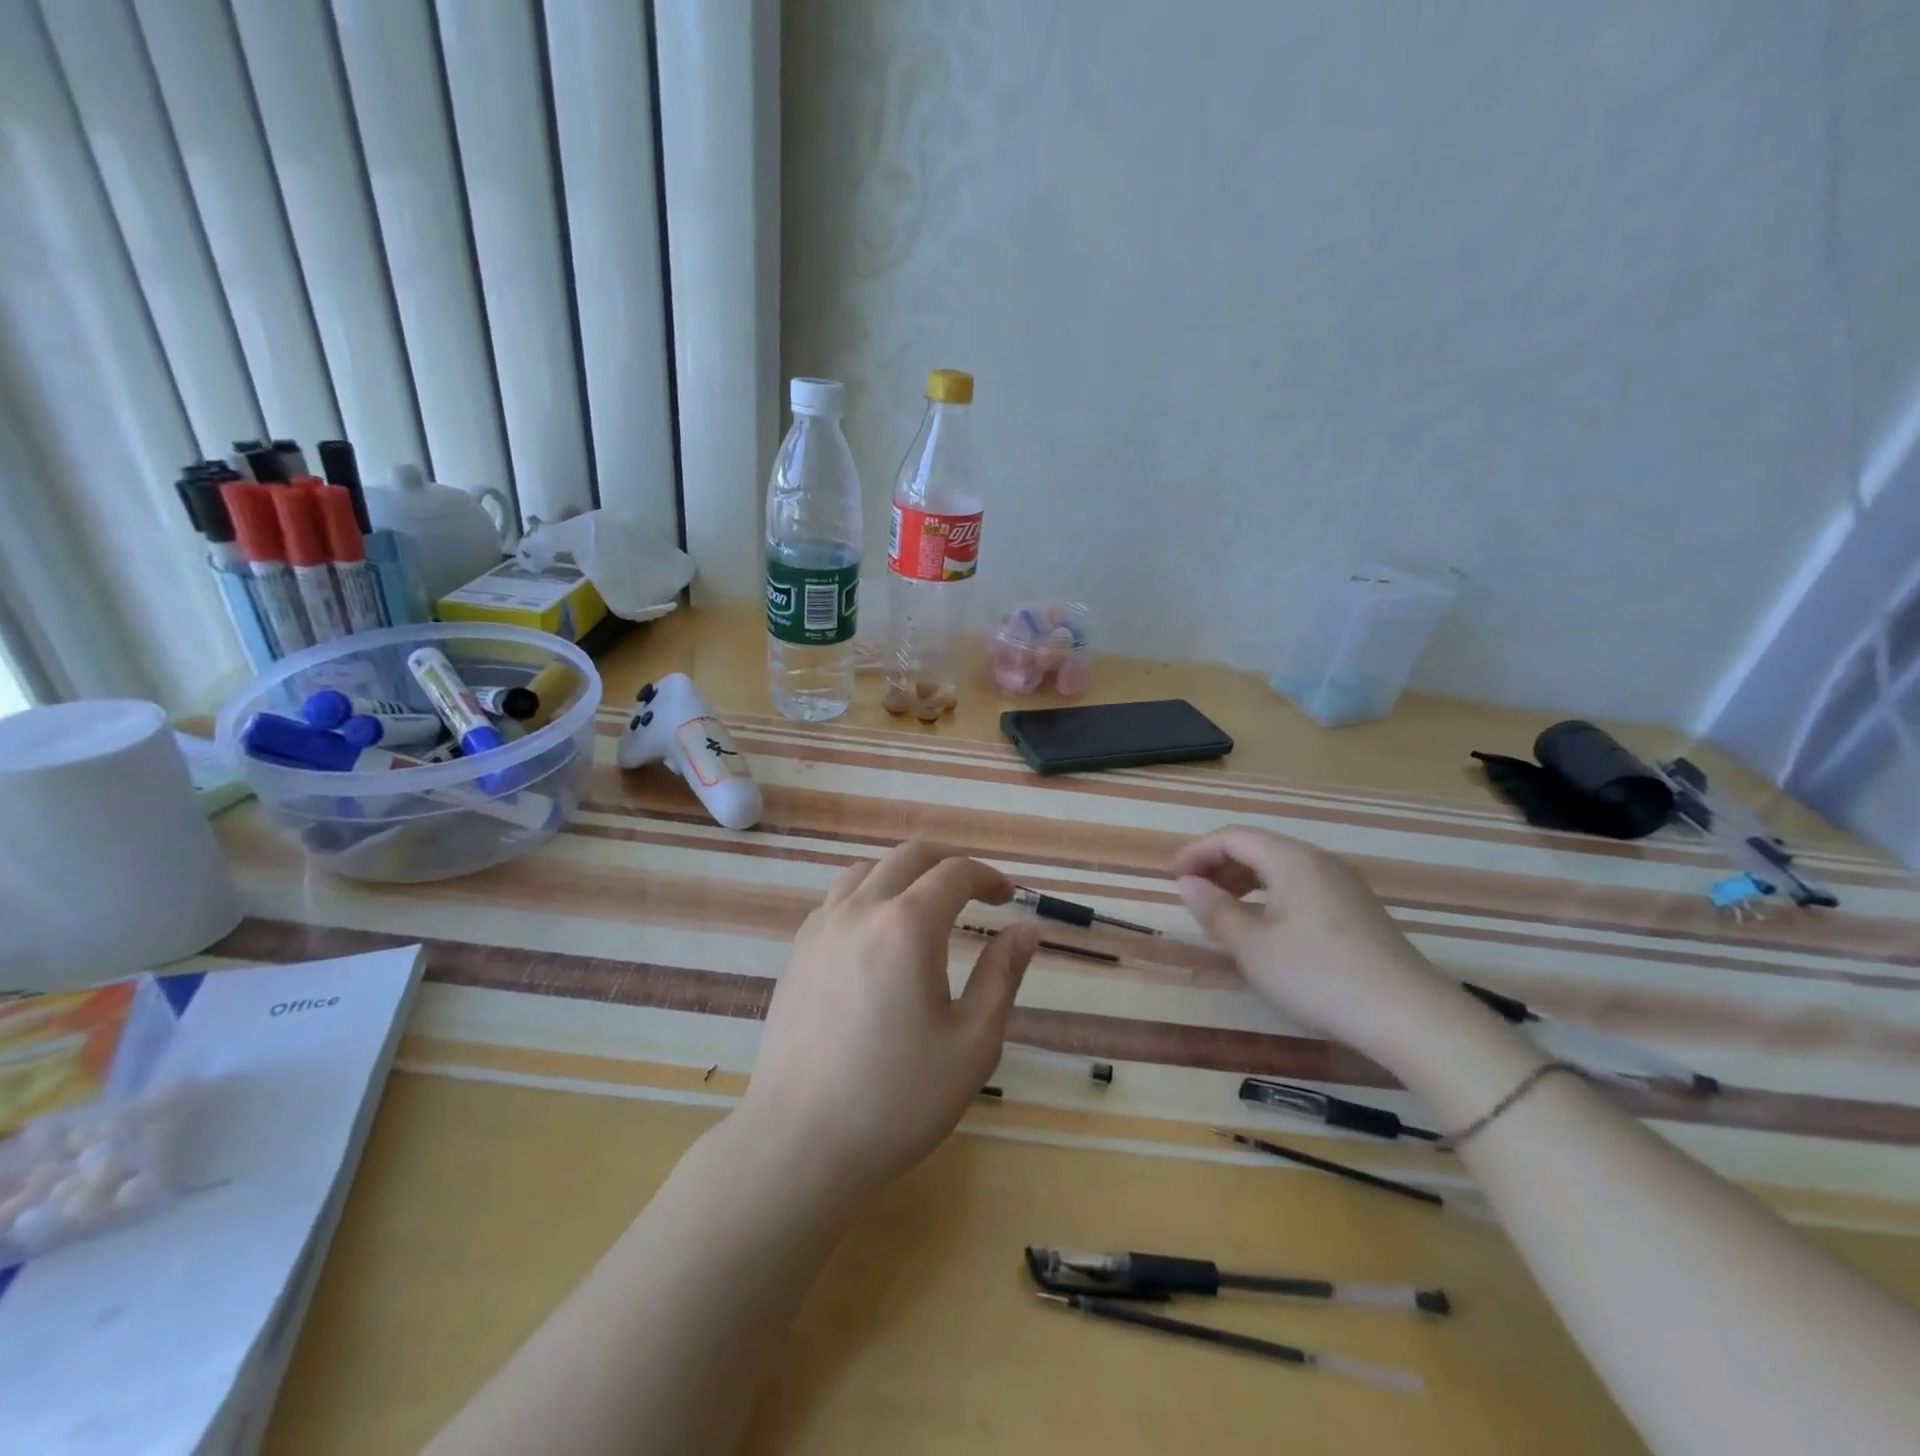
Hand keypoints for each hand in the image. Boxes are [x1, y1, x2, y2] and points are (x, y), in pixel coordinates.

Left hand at [739, 840, 1039, 1206]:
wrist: (799, 1144)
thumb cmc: (898, 1098)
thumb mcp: (972, 1042)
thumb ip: (1002, 975)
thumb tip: (1027, 930)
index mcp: (907, 925)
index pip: (954, 872)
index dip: (988, 877)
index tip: (1007, 899)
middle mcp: (860, 910)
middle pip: (908, 856)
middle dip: (948, 862)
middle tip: (975, 889)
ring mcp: (820, 928)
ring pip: (866, 870)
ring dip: (904, 874)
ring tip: (926, 906)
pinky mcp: (797, 953)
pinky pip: (837, 899)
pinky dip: (867, 895)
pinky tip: (877, 935)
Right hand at [1172, 827, 1471, 1068]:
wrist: (1410, 1018)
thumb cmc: (1318, 976)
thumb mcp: (1253, 948)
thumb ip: (1215, 911)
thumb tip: (1187, 884)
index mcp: (1292, 860)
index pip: (1234, 837)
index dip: (1197, 852)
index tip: (1172, 878)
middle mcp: (1320, 862)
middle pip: (1259, 848)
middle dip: (1219, 866)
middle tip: (1192, 895)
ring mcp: (1345, 886)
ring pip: (1281, 869)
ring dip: (1245, 883)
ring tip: (1222, 912)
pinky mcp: (1359, 912)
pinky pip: (1302, 888)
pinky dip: (1271, 897)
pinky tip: (1265, 928)